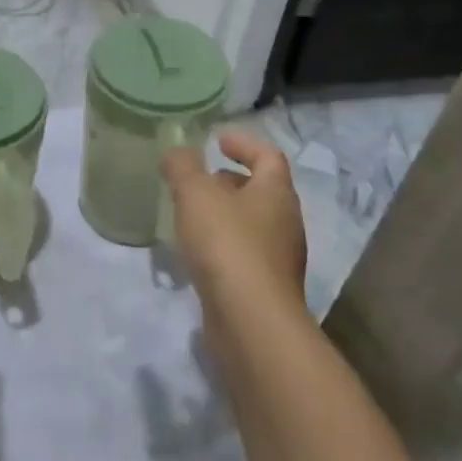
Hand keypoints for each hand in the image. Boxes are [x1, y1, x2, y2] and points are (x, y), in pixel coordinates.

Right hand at [162, 131, 307, 318]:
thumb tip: (176, 151)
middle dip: (230, 180)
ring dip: (224, 214)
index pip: (268, 156)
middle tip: (198, 179)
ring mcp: (279, 258)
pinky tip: (196, 252)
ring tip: (190, 214)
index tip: (217, 140)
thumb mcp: (195, 195)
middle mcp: (285, 222)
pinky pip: (243, 253)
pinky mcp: (265, 287)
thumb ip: (183, 167)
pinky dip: (222, 244)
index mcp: (276, 193)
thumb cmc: (227, 245)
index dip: (244, 143)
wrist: (251, 320)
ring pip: (251, 224)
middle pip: (261, 190)